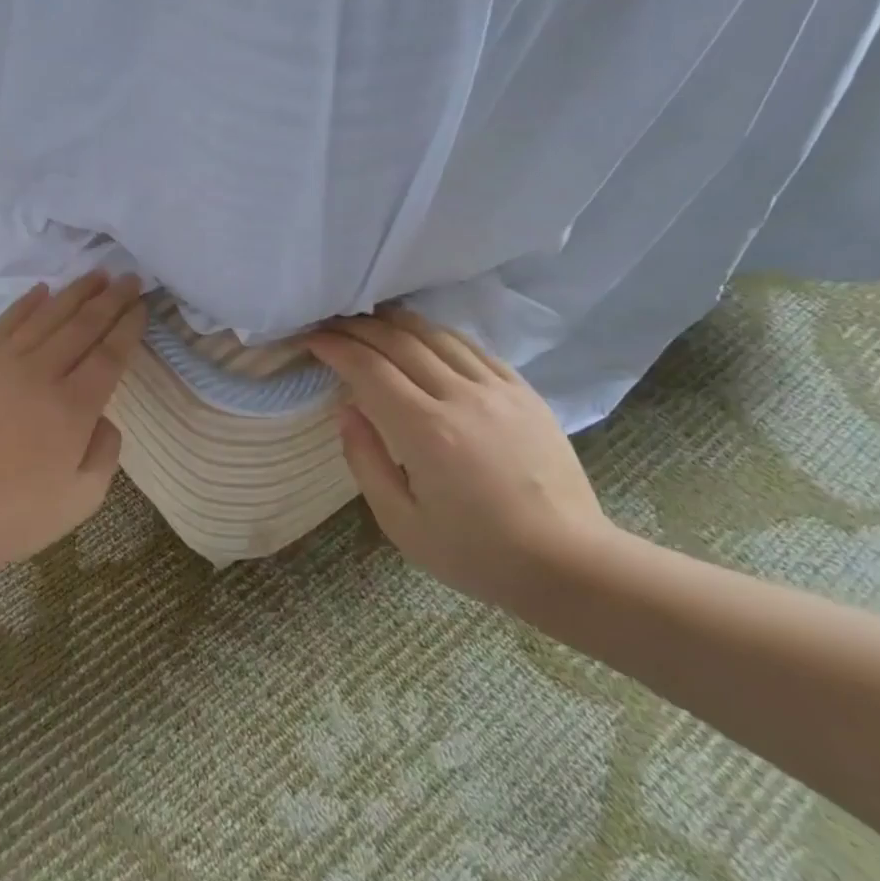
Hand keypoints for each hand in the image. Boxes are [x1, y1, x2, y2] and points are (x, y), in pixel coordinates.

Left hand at [0, 271, 146, 577]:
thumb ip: (106, 451)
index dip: (128, 326)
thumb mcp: (83, 498)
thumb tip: (104, 417)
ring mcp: (4, 365)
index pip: (110, 354)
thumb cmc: (17, 514)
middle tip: (129, 277)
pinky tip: (43, 290)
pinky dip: (27, 304)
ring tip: (96, 273)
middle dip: (110, 299)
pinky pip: (6, 323)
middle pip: (83, 326)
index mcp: (74, 407)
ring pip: (47, 317)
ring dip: (75, 292)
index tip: (141, 305)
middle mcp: (43, 374)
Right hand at [307, 308, 618, 608]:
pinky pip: (473, 348)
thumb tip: (346, 410)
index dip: (335, 347)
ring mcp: (497, 389)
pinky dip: (439, 334)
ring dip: (397, 322)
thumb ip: (365, 461)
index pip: (369, 369)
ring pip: (437, 336)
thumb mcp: (402, 523)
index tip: (312, 339)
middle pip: (399, 342)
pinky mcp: (523, 392)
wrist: (567, 561)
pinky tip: (424, 335)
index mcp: (425, 430)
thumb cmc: (475, 552)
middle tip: (331, 324)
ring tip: (370, 319)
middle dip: (358, 327)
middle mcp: (460, 397)